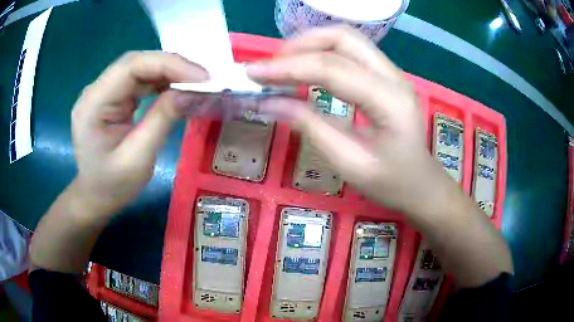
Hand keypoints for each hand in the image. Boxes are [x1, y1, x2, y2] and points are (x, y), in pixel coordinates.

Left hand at [71, 51, 207, 215]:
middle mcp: (95, 90)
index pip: (132, 66)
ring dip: (168, 72)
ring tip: (195, 84)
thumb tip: (192, 92)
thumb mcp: (137, 160)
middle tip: (204, 79)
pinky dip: (160, 82)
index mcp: (94, 103)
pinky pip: (138, 81)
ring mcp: (103, 92)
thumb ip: (162, 120)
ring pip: (139, 68)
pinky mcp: (111, 98)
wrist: (93, 197)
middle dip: (172, 66)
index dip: (169, 65)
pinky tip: (176, 89)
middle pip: (136, 63)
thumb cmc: (111, 186)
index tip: (202, 77)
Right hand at [247, 26, 448, 211]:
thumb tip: (268, 102)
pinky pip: (351, 52)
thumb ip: (310, 127)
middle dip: (300, 45)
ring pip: (347, 39)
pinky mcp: (385, 76)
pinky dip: (323, 53)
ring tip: (282, 66)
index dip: (288, 67)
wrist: (420, 184)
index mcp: (389, 101)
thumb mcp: (348, 163)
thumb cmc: (390, 182)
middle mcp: (393, 76)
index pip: (332, 69)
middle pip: (343, 38)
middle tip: (271, 67)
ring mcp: (391, 72)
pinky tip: (305, 68)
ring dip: (311, 45)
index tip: (252, 73)